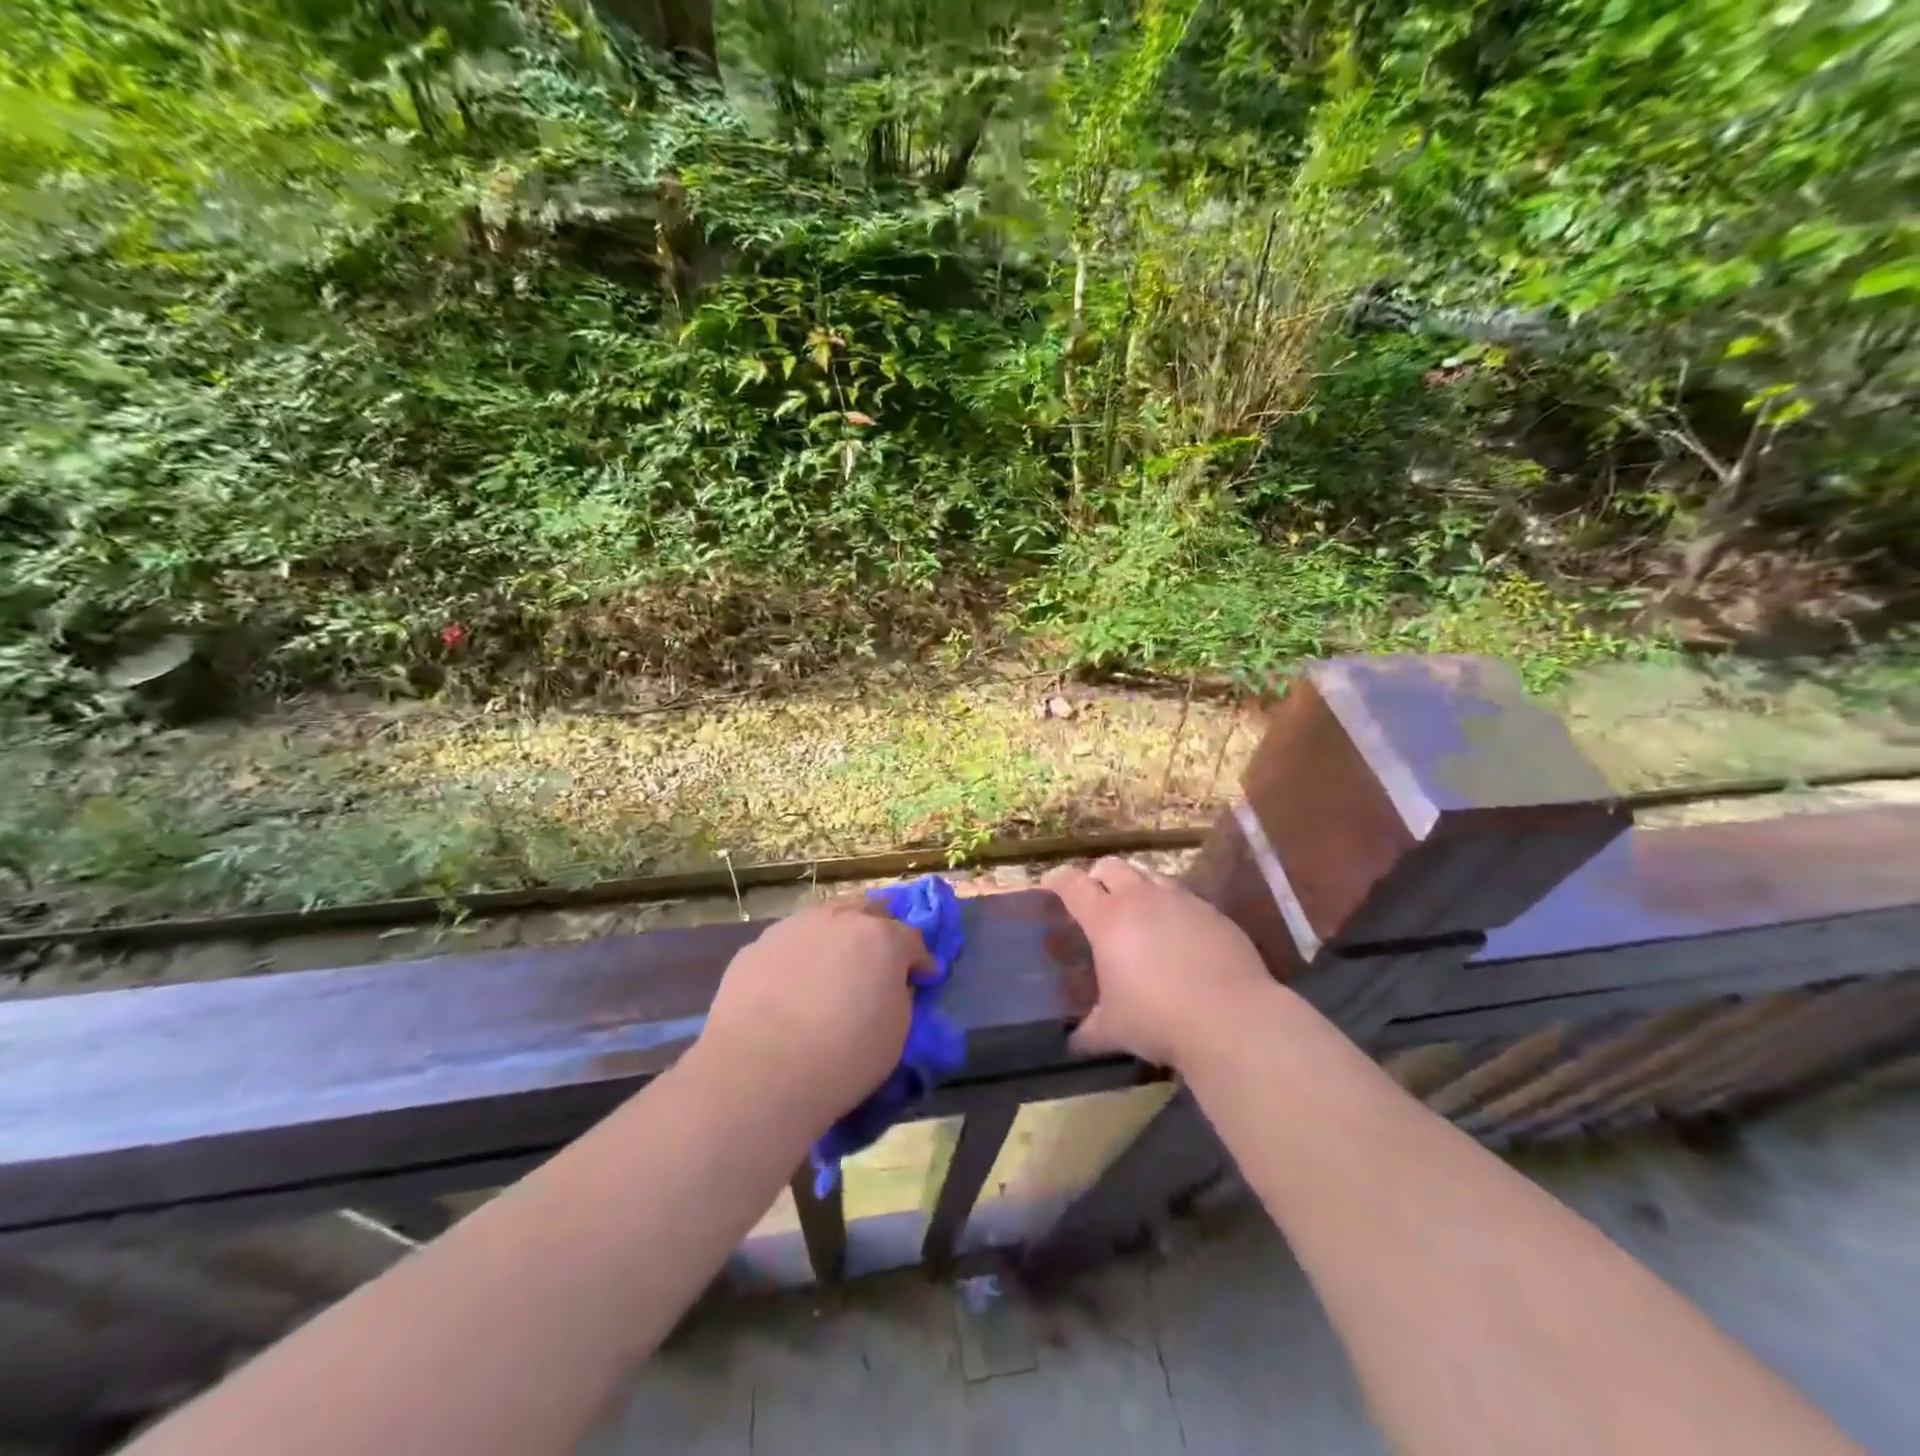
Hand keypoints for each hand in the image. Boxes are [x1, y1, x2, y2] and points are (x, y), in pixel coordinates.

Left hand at [694, 897, 928, 1131]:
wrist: (758, 1071)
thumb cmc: (843, 1056)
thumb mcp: (896, 1033)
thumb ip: (899, 996)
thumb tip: (890, 986)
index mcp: (883, 938)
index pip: (913, 940)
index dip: (920, 962)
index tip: (922, 979)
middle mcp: (839, 919)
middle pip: (869, 912)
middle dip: (879, 932)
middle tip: (877, 963)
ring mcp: (794, 927)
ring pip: (825, 920)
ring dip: (836, 938)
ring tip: (831, 970)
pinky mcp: (757, 946)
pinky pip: (789, 943)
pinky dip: (799, 957)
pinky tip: (791, 987)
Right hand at [1044, 858, 1271, 1071]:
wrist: (1231, 1018)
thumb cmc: (1159, 1019)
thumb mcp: (1114, 1029)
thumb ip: (1089, 1030)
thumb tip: (1072, 1043)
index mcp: (1107, 919)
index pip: (1073, 884)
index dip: (1057, 880)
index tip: (1050, 885)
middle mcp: (1142, 899)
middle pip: (1112, 866)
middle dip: (1097, 876)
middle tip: (1095, 897)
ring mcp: (1181, 901)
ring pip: (1150, 875)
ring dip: (1137, 886)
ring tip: (1137, 912)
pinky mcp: (1213, 913)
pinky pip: (1184, 897)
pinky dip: (1171, 907)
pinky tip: (1177, 935)